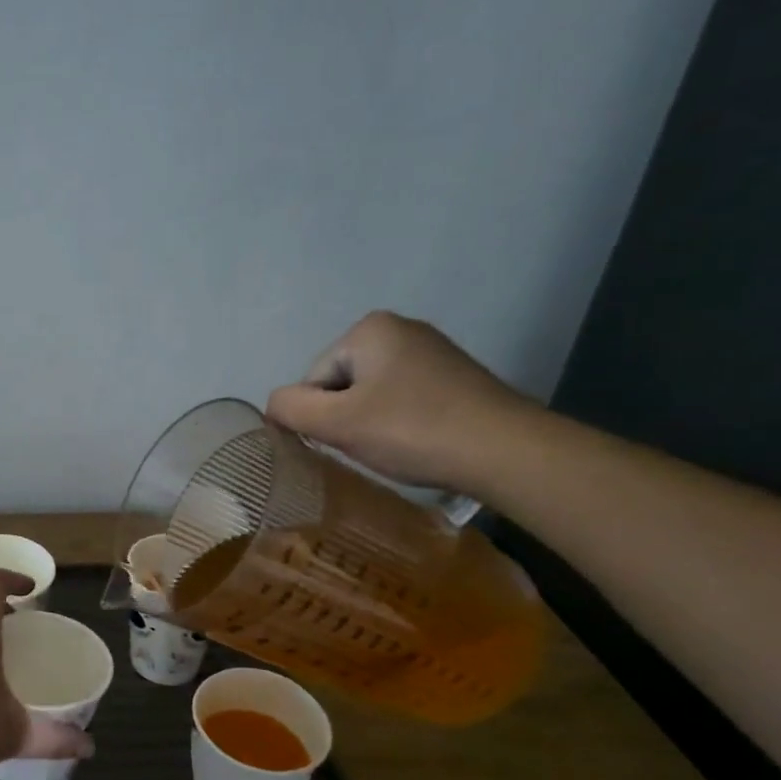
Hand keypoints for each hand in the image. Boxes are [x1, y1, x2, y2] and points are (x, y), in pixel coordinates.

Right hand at [265, 310, 538, 495]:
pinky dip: (400, 422)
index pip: (313, 379)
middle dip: (346, 418)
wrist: (507, 451)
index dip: (320, 416)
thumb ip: (291, 409)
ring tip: (395, 447)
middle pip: (341, 384)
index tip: (346, 441)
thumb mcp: (337, 423)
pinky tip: (417, 442)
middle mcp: (400, 328)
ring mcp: (432, 351)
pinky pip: (404, 399)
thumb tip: (273, 406)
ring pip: (371, 394)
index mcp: (369, 329)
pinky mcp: (455, 376)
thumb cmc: (412, 430)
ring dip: (371, 423)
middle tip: (369, 447)